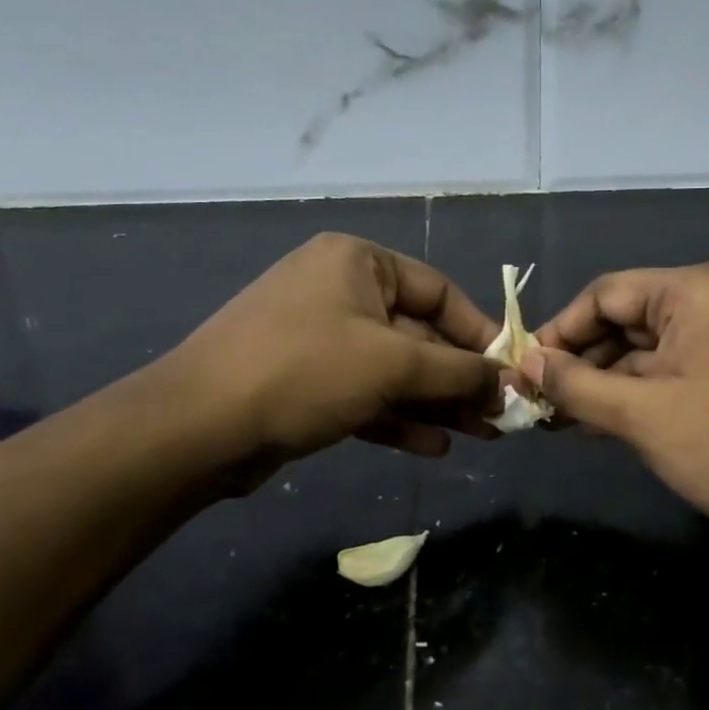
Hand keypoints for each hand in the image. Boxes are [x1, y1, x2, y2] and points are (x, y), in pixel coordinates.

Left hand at [157, 234, 502, 487]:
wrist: (197, 428)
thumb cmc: (306, 372)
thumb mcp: (394, 364)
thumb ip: (459, 371)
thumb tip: (508, 381)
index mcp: (357, 262)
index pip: (439, 291)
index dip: (480, 332)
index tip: (510, 371)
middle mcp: (339, 291)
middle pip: (418, 335)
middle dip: (459, 379)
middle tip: (499, 416)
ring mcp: (319, 338)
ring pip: (394, 370)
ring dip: (436, 403)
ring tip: (479, 436)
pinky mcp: (305, 382)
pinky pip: (365, 394)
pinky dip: (399, 417)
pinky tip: (434, 447)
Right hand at [527, 264, 708, 557]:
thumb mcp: (639, 415)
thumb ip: (573, 383)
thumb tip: (523, 364)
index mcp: (701, 288)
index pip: (608, 294)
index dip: (560, 331)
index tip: (527, 369)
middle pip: (632, 316)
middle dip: (585, 360)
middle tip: (544, 399)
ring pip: (657, 342)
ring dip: (612, 378)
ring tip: (567, 416)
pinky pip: (684, 360)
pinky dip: (647, 385)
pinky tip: (608, 417)